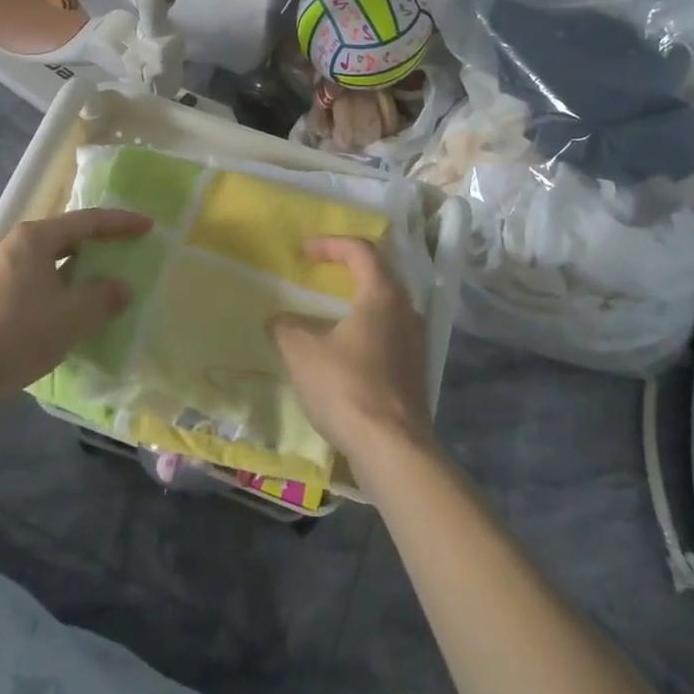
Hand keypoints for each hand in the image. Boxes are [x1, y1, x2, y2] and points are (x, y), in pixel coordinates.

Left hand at [0, 208, 150, 398]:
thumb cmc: (20, 333)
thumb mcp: (74, 315)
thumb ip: (105, 296)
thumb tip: (121, 288)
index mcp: (35, 237)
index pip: (88, 221)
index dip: (121, 223)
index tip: (148, 227)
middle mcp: (17, 244)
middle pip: (68, 235)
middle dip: (101, 241)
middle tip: (129, 247)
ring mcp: (3, 269)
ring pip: (53, 258)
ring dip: (82, 266)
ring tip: (107, 277)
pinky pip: (41, 278)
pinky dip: (65, 284)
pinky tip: (76, 304)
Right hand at [269, 237, 434, 470]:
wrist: (393, 449)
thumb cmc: (347, 387)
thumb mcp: (301, 351)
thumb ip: (285, 327)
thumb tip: (278, 320)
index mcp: (383, 294)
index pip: (361, 250)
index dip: (331, 244)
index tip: (304, 251)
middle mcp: (407, 311)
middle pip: (378, 274)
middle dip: (347, 267)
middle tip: (320, 271)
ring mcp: (415, 342)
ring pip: (386, 305)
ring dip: (358, 299)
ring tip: (330, 309)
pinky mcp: (414, 371)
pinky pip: (388, 332)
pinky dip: (365, 327)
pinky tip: (345, 348)